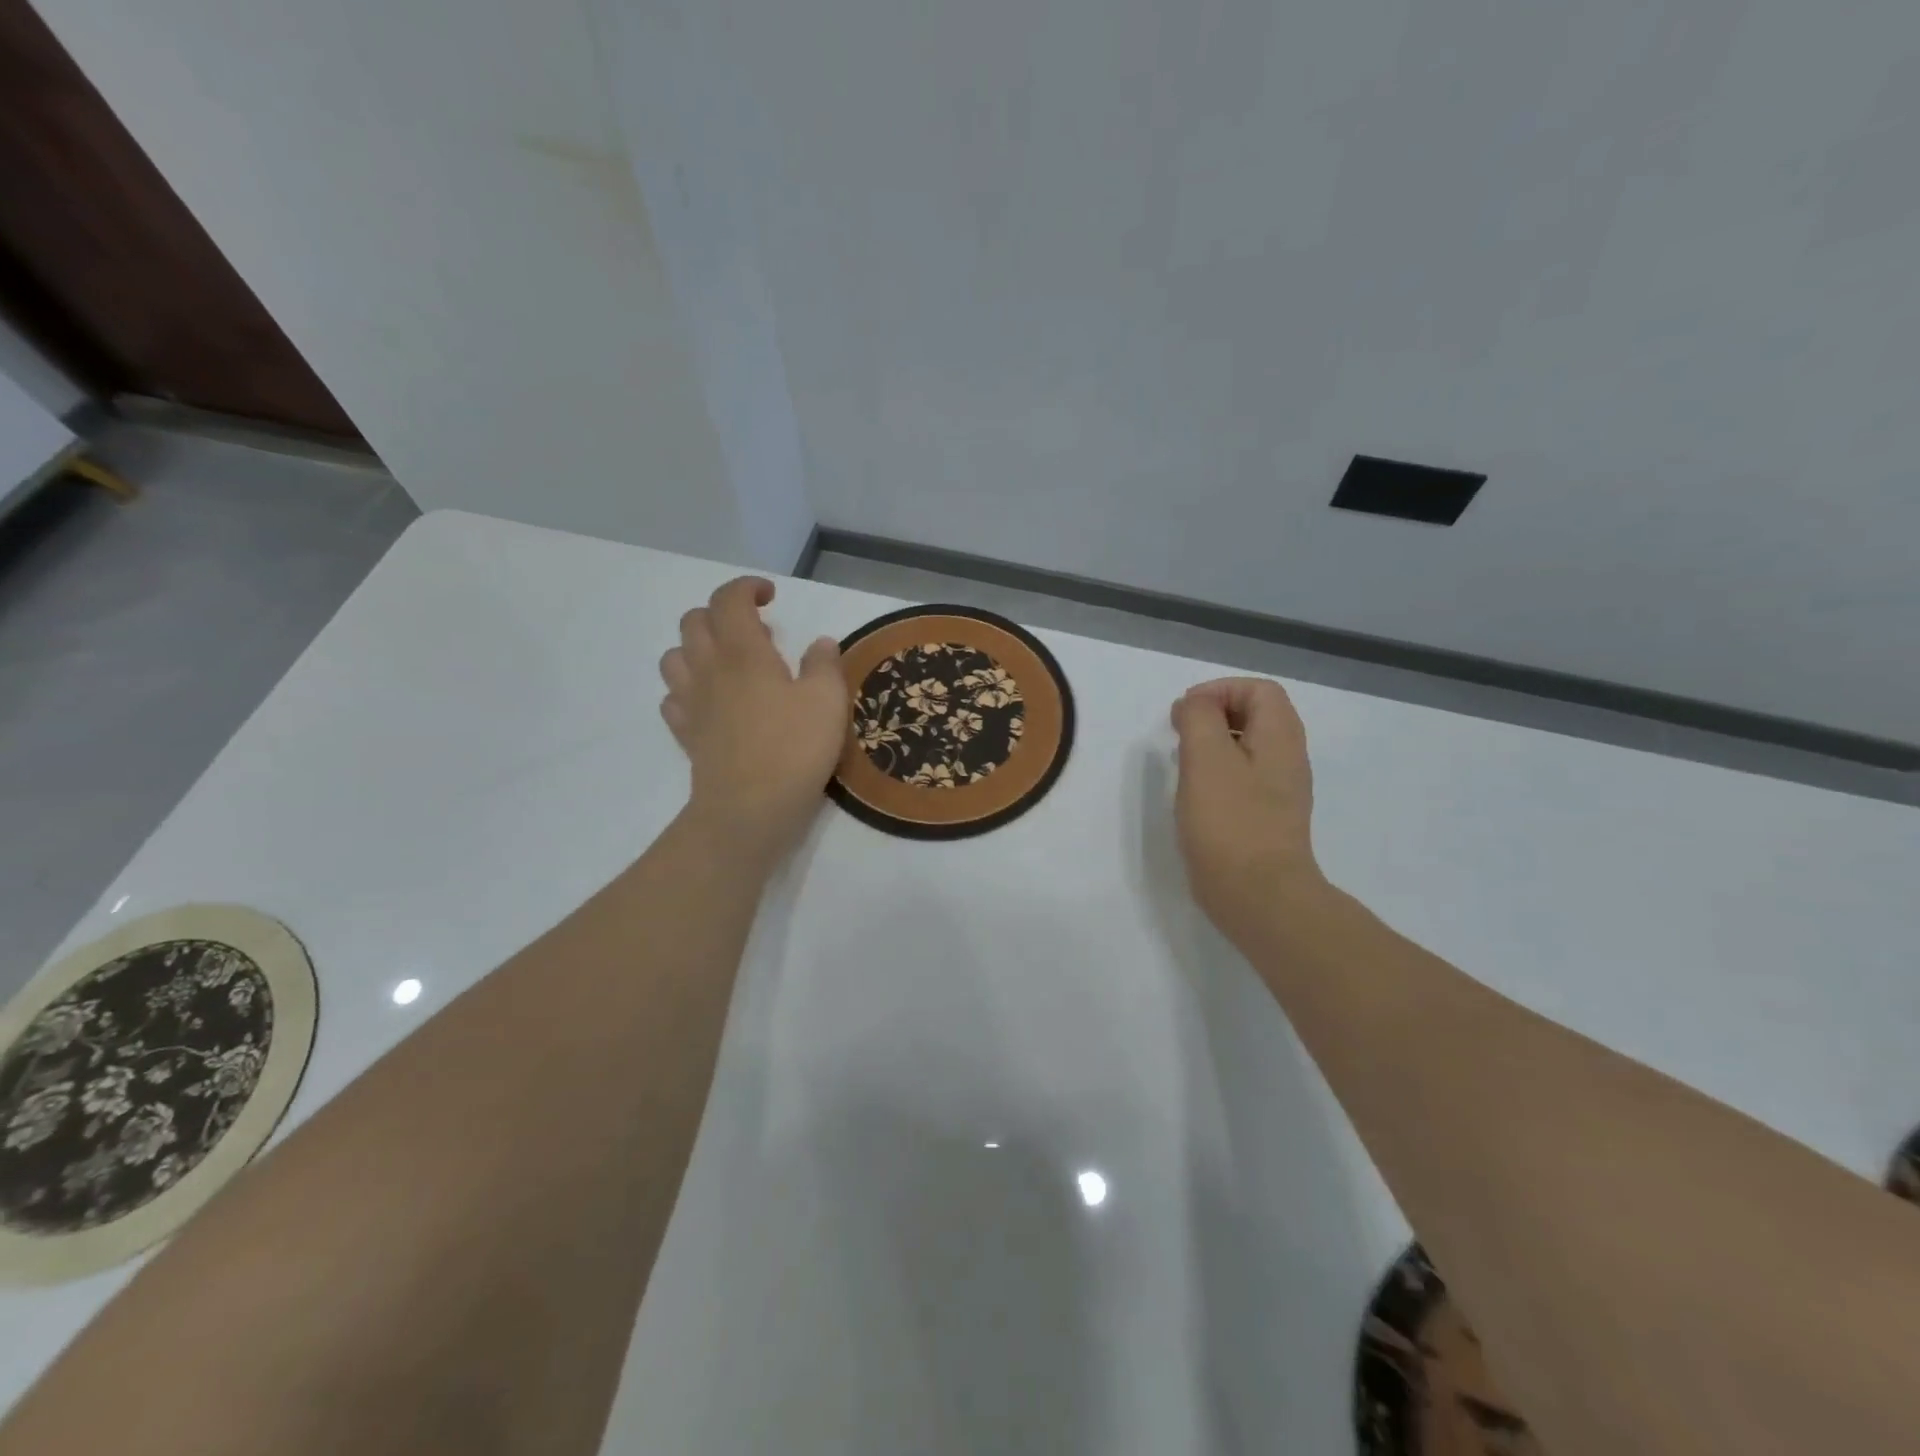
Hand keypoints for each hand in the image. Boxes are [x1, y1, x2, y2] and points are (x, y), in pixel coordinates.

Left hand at [659, 577, 846, 867]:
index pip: (729, 599)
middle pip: (693, 621)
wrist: (750, 807)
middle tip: (755, 634)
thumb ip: (824, 664)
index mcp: (743, 651)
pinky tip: (710, 703)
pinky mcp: (685, 733)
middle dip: (720, 614)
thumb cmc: (794, 748)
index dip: (746, 588)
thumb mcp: (828, 701)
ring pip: (673, 656)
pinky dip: (688, 690)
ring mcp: (691, 702)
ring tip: (728, 665)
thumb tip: (820, 643)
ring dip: (697, 649)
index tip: (770, 597)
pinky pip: (672, 698)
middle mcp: (709, 668)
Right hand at [1170, 677, 1325, 945]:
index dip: (1219, 690)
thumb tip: (1195, 705)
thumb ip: (1200, 718)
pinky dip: (1217, 773)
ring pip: (1247, 747)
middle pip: (1255, 714)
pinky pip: (1243, 778)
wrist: (1259, 896)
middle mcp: (1288, 758)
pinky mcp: (1266, 817)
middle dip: (1213, 715)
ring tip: (1183, 763)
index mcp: (1280, 737)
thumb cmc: (1230, 822)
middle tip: (1180, 735)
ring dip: (1213, 745)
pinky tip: (1195, 796)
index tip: (1185, 713)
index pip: (1258, 689)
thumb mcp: (1207, 758)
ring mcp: (1280, 790)